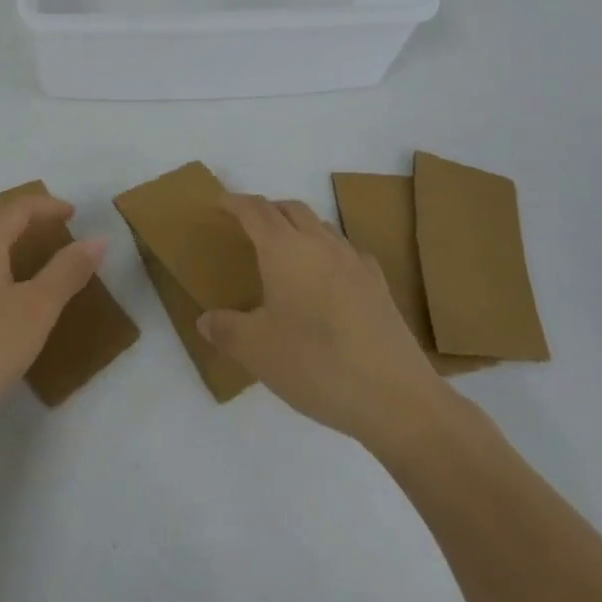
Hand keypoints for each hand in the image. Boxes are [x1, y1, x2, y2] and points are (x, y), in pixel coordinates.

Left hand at [0, 192, 104, 444]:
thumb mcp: (35, 311)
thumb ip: (67, 271)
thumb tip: (97, 239)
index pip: (18, 207)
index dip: (49, 206)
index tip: (75, 215)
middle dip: (28, 221)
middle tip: (58, 232)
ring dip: (9, 244)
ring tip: (35, 261)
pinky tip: (1, 295)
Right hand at [197, 195, 448, 443]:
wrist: (396, 398)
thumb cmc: (315, 365)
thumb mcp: (256, 350)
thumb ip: (225, 329)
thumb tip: (205, 320)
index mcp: (285, 250)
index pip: (255, 211)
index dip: (235, 203)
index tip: (220, 203)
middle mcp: (321, 244)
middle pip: (291, 209)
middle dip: (266, 210)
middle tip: (247, 227)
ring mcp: (355, 262)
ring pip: (321, 226)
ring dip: (298, 228)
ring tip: (284, 253)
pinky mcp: (379, 286)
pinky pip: (346, 252)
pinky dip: (326, 252)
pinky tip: (325, 280)